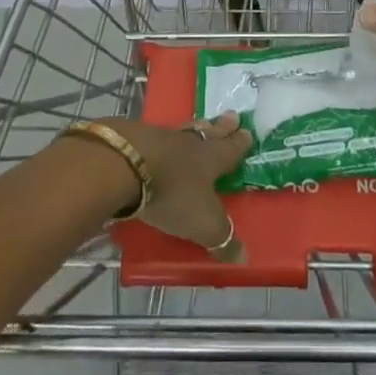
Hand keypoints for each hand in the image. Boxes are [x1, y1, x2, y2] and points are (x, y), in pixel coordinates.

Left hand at [108, 113, 251, 261]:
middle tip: (232, 117)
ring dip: (197, 128)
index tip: (248, 132)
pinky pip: (160, 136)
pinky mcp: (139, 139)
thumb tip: (244, 258)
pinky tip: (163, 140)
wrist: (127, 164)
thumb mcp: (203, 223)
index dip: (240, 143)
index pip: (231, 150)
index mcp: (211, 158)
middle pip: (210, 132)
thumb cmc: (173, 193)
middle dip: (222, 127)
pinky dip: (166, 139)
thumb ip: (222, 239)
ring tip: (202, 124)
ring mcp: (163, 137)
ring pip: (186, 130)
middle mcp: (190, 143)